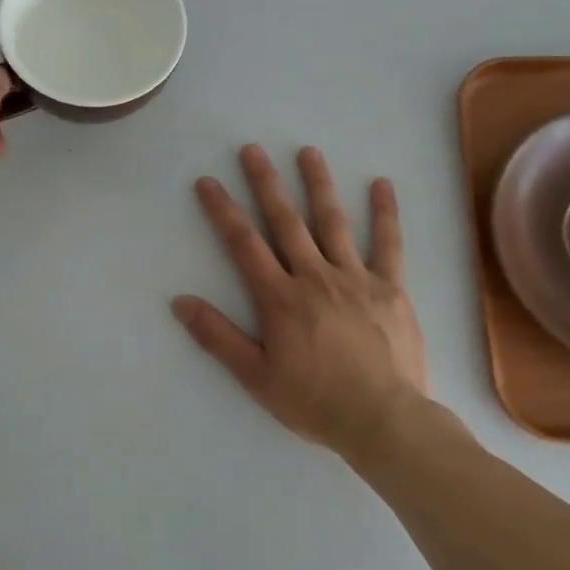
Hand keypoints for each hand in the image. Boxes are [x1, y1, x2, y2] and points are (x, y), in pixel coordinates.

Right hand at [172, 145, 430, 459]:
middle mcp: (314, 276)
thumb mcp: (256, 377)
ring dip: (318, 184)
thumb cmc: (315, 402)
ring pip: (333, 222)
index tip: (208, 182)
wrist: (383, 421)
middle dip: (266, 183)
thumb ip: (218, 336)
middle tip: (252, 149)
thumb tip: (180, 301)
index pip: (244, 244)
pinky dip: (386, 213)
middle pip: (285, 221)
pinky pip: (388, 244)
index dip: (223, 211)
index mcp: (280, 298)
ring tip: (308, 152)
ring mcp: (355, 277)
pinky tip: (382, 185)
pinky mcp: (390, 287)